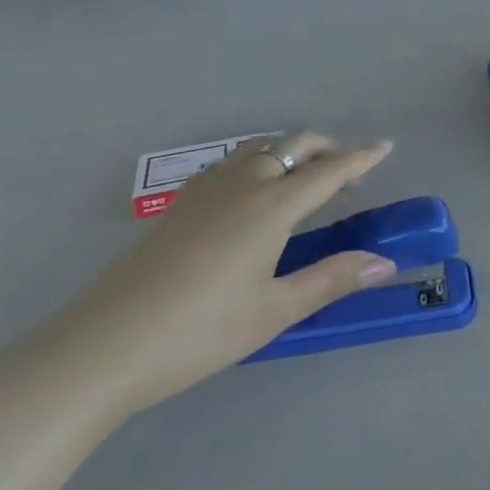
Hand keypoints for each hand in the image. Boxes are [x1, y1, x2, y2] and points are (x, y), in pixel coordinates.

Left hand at [54, 132, 397, 414]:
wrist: (104, 345)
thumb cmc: (200, 331)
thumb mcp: (274, 310)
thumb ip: (331, 279)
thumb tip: (384, 263)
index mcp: (274, 205)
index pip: (330, 169)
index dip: (362, 157)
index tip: (386, 145)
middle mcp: (246, 183)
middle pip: (296, 144)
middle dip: (328, 148)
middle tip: (347, 171)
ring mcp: (208, 188)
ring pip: (262, 147)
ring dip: (292, 150)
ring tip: (303, 178)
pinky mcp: (181, 202)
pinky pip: (233, 161)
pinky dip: (259, 160)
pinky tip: (252, 192)